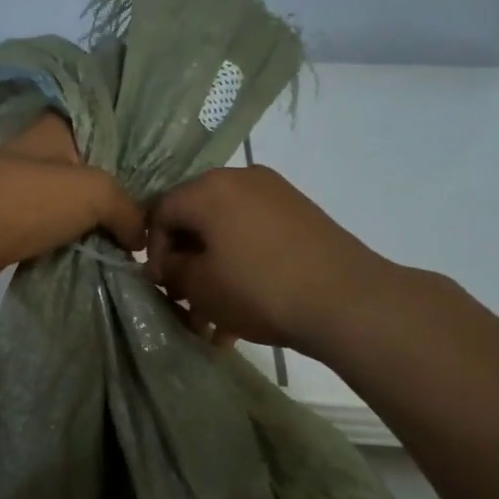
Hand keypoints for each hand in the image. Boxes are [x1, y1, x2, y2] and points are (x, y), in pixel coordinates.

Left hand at [0, 112, 144, 287]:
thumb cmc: (28, 199)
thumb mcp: (94, 192)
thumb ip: (128, 209)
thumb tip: (141, 239)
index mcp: (58, 127)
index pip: (107, 126)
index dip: (137, 148)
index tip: (166, 173)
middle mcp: (42, 153)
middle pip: (94, 169)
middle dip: (122, 192)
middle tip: (157, 215)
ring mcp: (25, 189)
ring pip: (75, 203)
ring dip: (99, 222)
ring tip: (137, 240)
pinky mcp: (14, 223)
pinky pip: (57, 230)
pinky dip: (76, 242)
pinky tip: (103, 255)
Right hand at [147, 166, 394, 352]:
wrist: (346, 300)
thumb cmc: (258, 289)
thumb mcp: (199, 286)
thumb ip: (172, 269)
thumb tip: (170, 263)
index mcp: (209, 188)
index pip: (161, 211)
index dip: (152, 252)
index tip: (162, 287)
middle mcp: (241, 178)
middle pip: (196, 219)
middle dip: (187, 263)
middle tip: (186, 302)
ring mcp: (276, 194)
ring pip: (227, 232)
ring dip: (215, 272)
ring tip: (216, 319)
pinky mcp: (301, 214)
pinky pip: (255, 236)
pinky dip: (243, 266)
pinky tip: (244, 310)